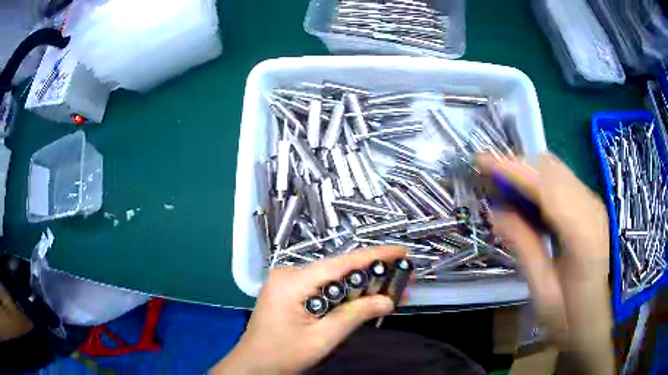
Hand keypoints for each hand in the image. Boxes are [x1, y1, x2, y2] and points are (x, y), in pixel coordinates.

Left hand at [211, 246, 406, 373]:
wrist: (253, 366)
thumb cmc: (283, 355)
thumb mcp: (322, 338)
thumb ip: (355, 315)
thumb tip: (389, 301)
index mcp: (293, 281)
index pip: (341, 263)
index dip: (374, 256)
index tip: (401, 251)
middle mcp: (289, 274)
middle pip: (337, 270)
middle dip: (371, 274)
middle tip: (402, 277)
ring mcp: (287, 283)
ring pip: (331, 279)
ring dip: (359, 286)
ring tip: (390, 290)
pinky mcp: (289, 293)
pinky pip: (322, 288)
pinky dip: (343, 294)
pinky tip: (363, 299)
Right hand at [477, 153, 613, 373]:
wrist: (591, 320)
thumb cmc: (566, 316)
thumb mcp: (541, 290)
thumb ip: (524, 247)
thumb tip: (497, 213)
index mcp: (583, 234)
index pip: (546, 186)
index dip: (513, 169)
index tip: (482, 162)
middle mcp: (592, 208)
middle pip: (551, 168)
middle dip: (517, 166)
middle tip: (488, 177)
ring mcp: (593, 204)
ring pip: (556, 169)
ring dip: (527, 172)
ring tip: (502, 186)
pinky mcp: (590, 206)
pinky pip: (562, 180)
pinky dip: (539, 181)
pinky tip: (526, 198)